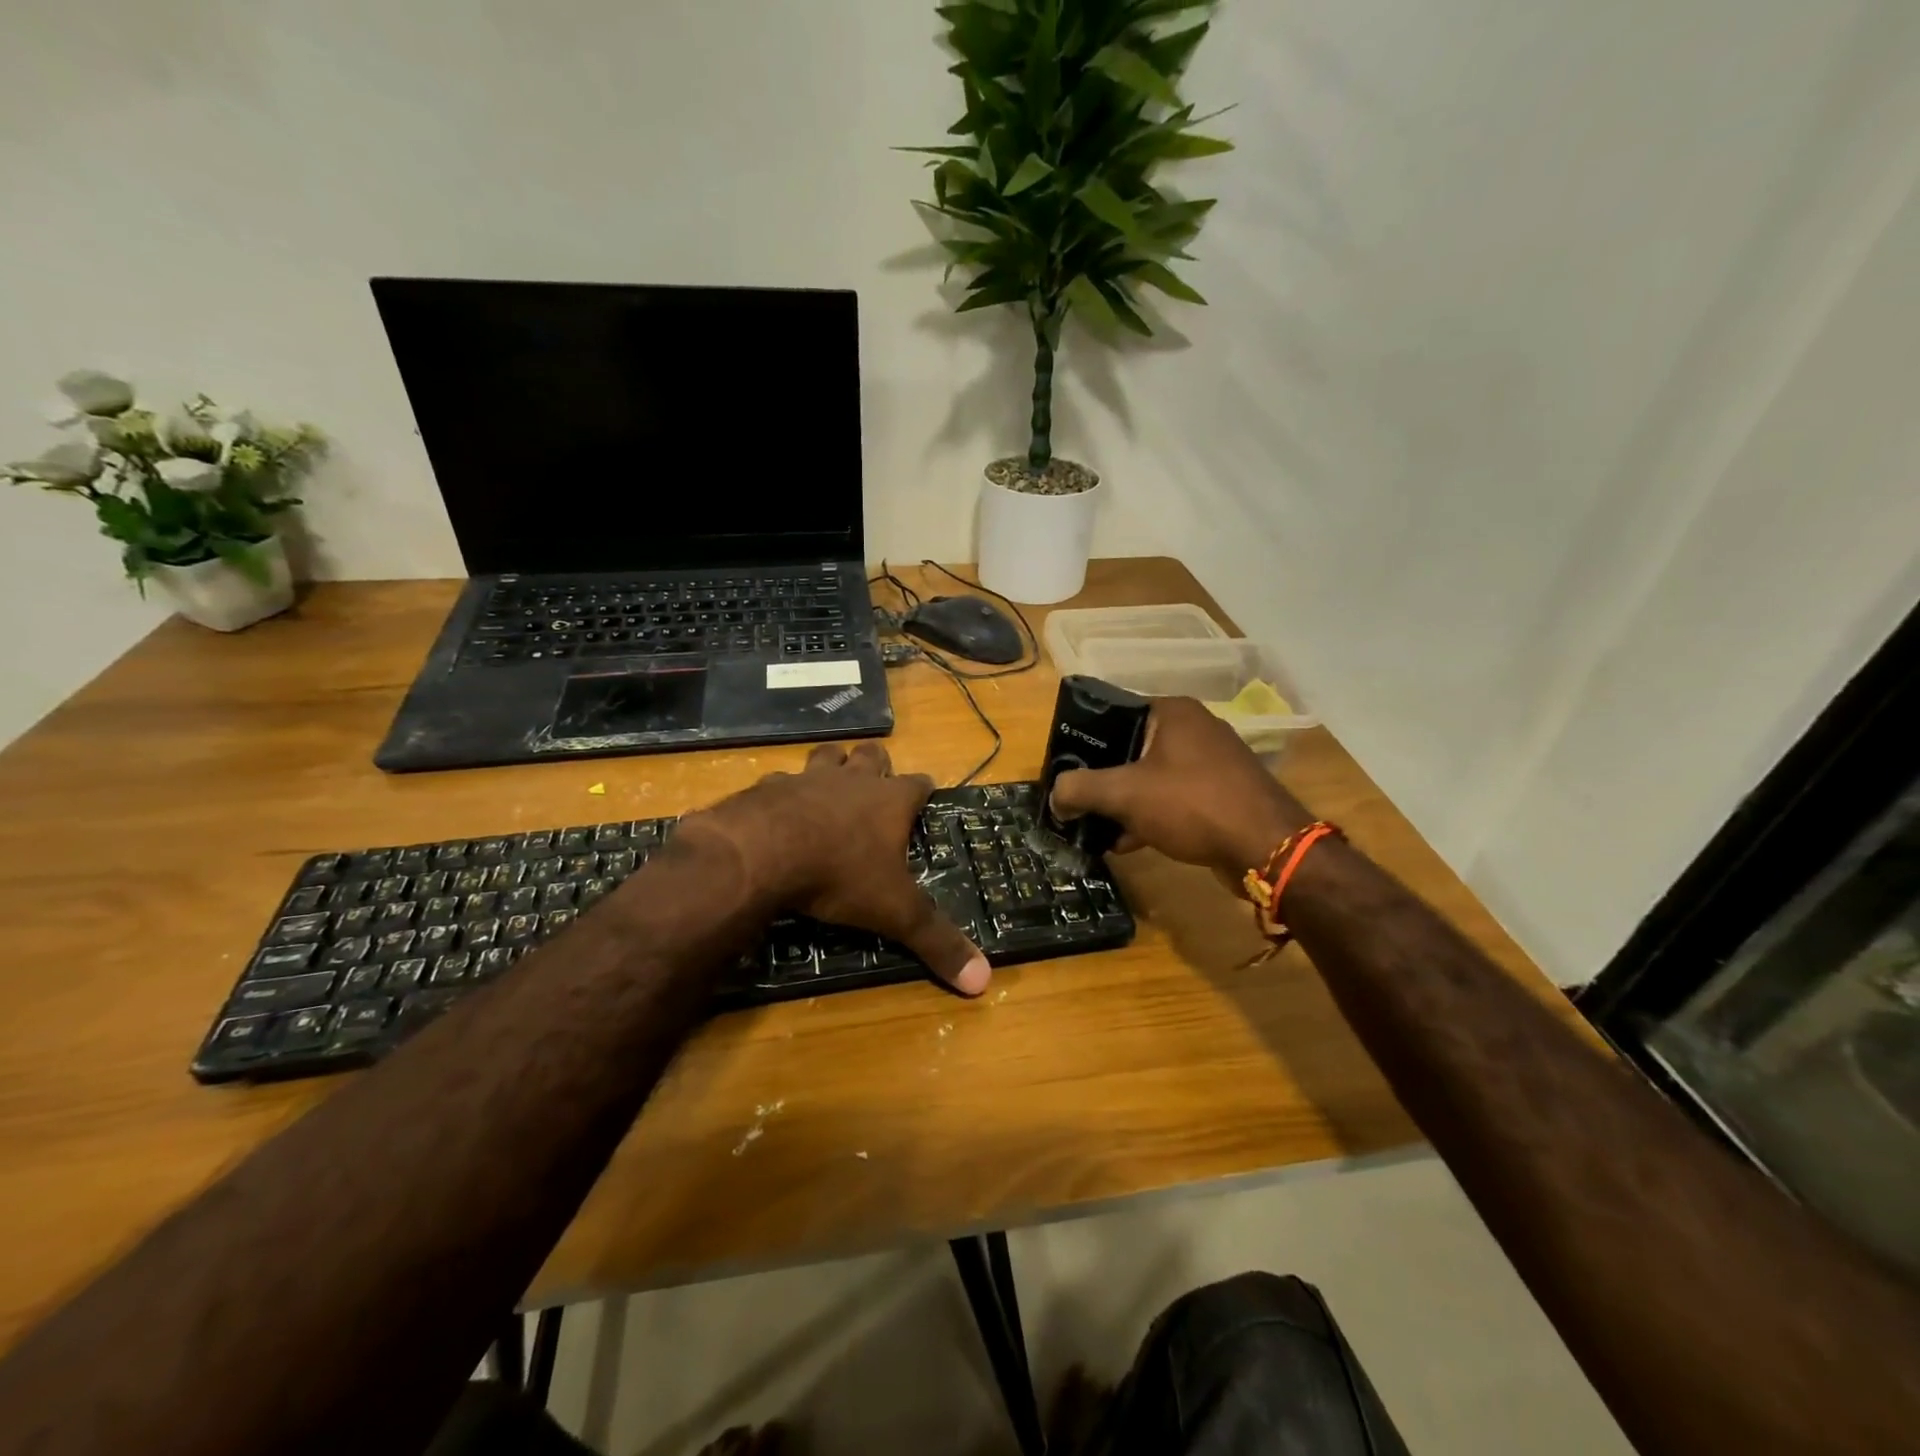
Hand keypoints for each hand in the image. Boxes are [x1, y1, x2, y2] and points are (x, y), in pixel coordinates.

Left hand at [685, 743, 991, 995]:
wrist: (764, 852)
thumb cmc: (841, 875)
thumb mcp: (895, 912)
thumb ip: (936, 941)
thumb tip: (984, 981)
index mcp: (891, 801)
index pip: (919, 783)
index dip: (924, 789)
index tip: (926, 795)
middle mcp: (853, 780)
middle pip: (872, 754)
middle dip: (877, 764)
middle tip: (877, 782)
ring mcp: (809, 779)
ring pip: (827, 755)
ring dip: (832, 765)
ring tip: (832, 783)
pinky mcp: (770, 787)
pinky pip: (780, 780)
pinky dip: (783, 791)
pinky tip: (779, 807)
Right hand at [1049, 697, 1312, 882]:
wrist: (1267, 848)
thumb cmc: (1192, 804)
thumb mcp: (1125, 794)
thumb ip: (1081, 789)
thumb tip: (1055, 796)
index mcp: (1172, 712)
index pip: (1113, 714)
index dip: (1084, 742)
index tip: (1064, 770)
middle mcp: (1194, 728)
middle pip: (1130, 748)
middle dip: (1102, 778)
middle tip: (1076, 801)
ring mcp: (1212, 762)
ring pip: (1151, 777)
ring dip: (1124, 803)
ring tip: (1095, 828)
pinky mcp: (1221, 794)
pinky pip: (1173, 799)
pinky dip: (1149, 816)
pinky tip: (1127, 843)